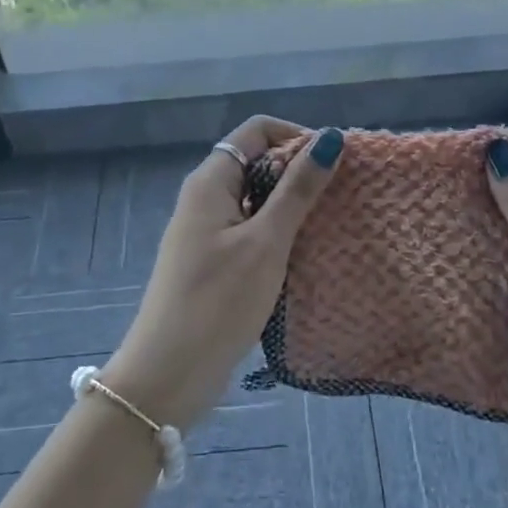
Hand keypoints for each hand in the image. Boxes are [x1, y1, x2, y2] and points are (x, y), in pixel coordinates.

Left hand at [103, 118, 344, 429]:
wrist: (167, 375)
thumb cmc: (218, 301)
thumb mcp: (266, 242)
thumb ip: (298, 190)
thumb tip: (330, 137)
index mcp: (211, 180)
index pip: (257, 131)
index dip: (296, 138)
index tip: (333, 164)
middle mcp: (206, 197)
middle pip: (258, 162)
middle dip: (299, 172)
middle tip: (340, 196)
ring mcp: (208, 232)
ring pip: (257, 199)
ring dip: (292, 206)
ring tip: (331, 224)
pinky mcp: (214, 262)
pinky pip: (252, 231)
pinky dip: (279, 233)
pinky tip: (306, 254)